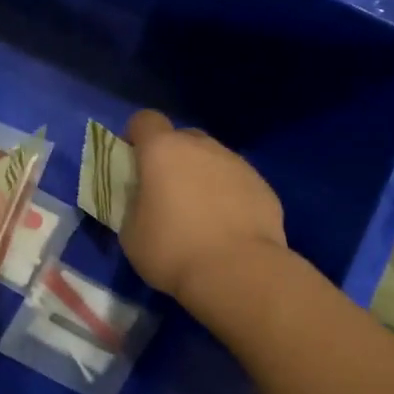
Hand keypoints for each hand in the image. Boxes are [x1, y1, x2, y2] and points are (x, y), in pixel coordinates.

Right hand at [120, 109, 286, 299]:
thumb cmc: (172, 249)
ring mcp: (237, 164)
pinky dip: (229, 196)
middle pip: (182, 138)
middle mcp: (202, 147)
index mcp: (162, 150)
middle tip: (167, 192)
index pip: (144, 120)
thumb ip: (134, 204)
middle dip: (172, 157)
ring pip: (213, 159)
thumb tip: (144, 201)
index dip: (136, 136)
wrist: (237, 273)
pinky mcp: (263, 186)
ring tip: (201, 214)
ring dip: (203, 176)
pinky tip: (227, 227)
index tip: (133, 161)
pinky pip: (237, 182)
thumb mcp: (131, 232)